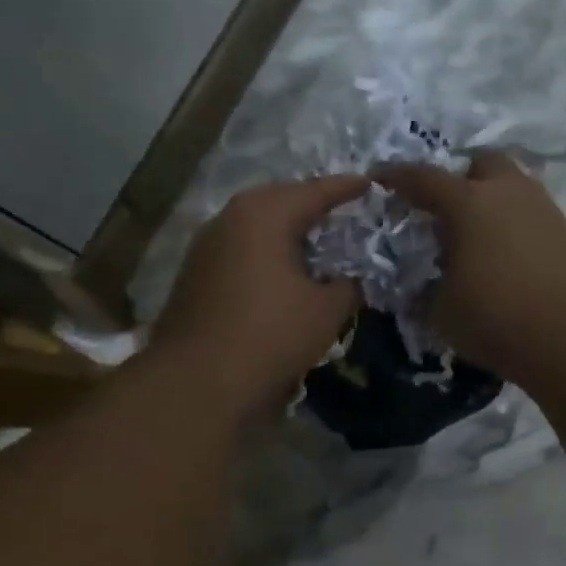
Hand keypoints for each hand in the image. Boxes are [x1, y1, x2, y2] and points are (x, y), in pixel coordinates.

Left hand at [151, 176, 367, 416]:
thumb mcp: (326, 311)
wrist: (198, 381)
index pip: (316, 191)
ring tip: (316, 247)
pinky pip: (241, 253)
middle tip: (344, 216)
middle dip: (313, 208)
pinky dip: (266, 257)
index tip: (371, 184)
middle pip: (281, 203)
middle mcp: (229, 218)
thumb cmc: (270, 335)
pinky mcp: (194, 276)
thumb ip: (348, 286)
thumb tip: (352, 280)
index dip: (348, 189)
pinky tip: (281, 277)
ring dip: (287, 235)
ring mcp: (205, 247)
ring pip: (257, 229)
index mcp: (264, 214)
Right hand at [377, 153, 565, 384]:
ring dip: (492, 203)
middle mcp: (509, 193)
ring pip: (513, 188)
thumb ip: (427, 291)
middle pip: (481, 163)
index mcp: (469, 203)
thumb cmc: (497, 319)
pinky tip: (507, 261)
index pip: (423, 178)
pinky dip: (514, 228)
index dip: (396, 177)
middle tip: (444, 208)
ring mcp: (545, 210)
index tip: (379, 179)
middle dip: (460, 178)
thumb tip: (428, 285)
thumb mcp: (441, 313)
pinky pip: (532, 217)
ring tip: (476, 240)